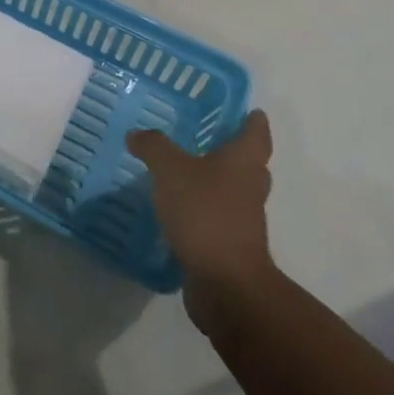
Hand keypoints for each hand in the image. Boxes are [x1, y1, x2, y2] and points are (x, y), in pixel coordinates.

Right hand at [129, 111, 275, 316]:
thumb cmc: (205, 213)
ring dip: (215, 181)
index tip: (247, 110)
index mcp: (243, 161)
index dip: (252, 120)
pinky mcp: (230, 245)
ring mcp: (243, 219)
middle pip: (249, 163)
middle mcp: (249, 187)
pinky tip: (176, 208)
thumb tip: (138, 134)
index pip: (256, 133)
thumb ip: (154, 147)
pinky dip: (202, 210)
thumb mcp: (171, 170)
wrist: (225, 284)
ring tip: (183, 171)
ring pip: (232, 191)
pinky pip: (217, 217)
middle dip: (232, 150)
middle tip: (206, 136)